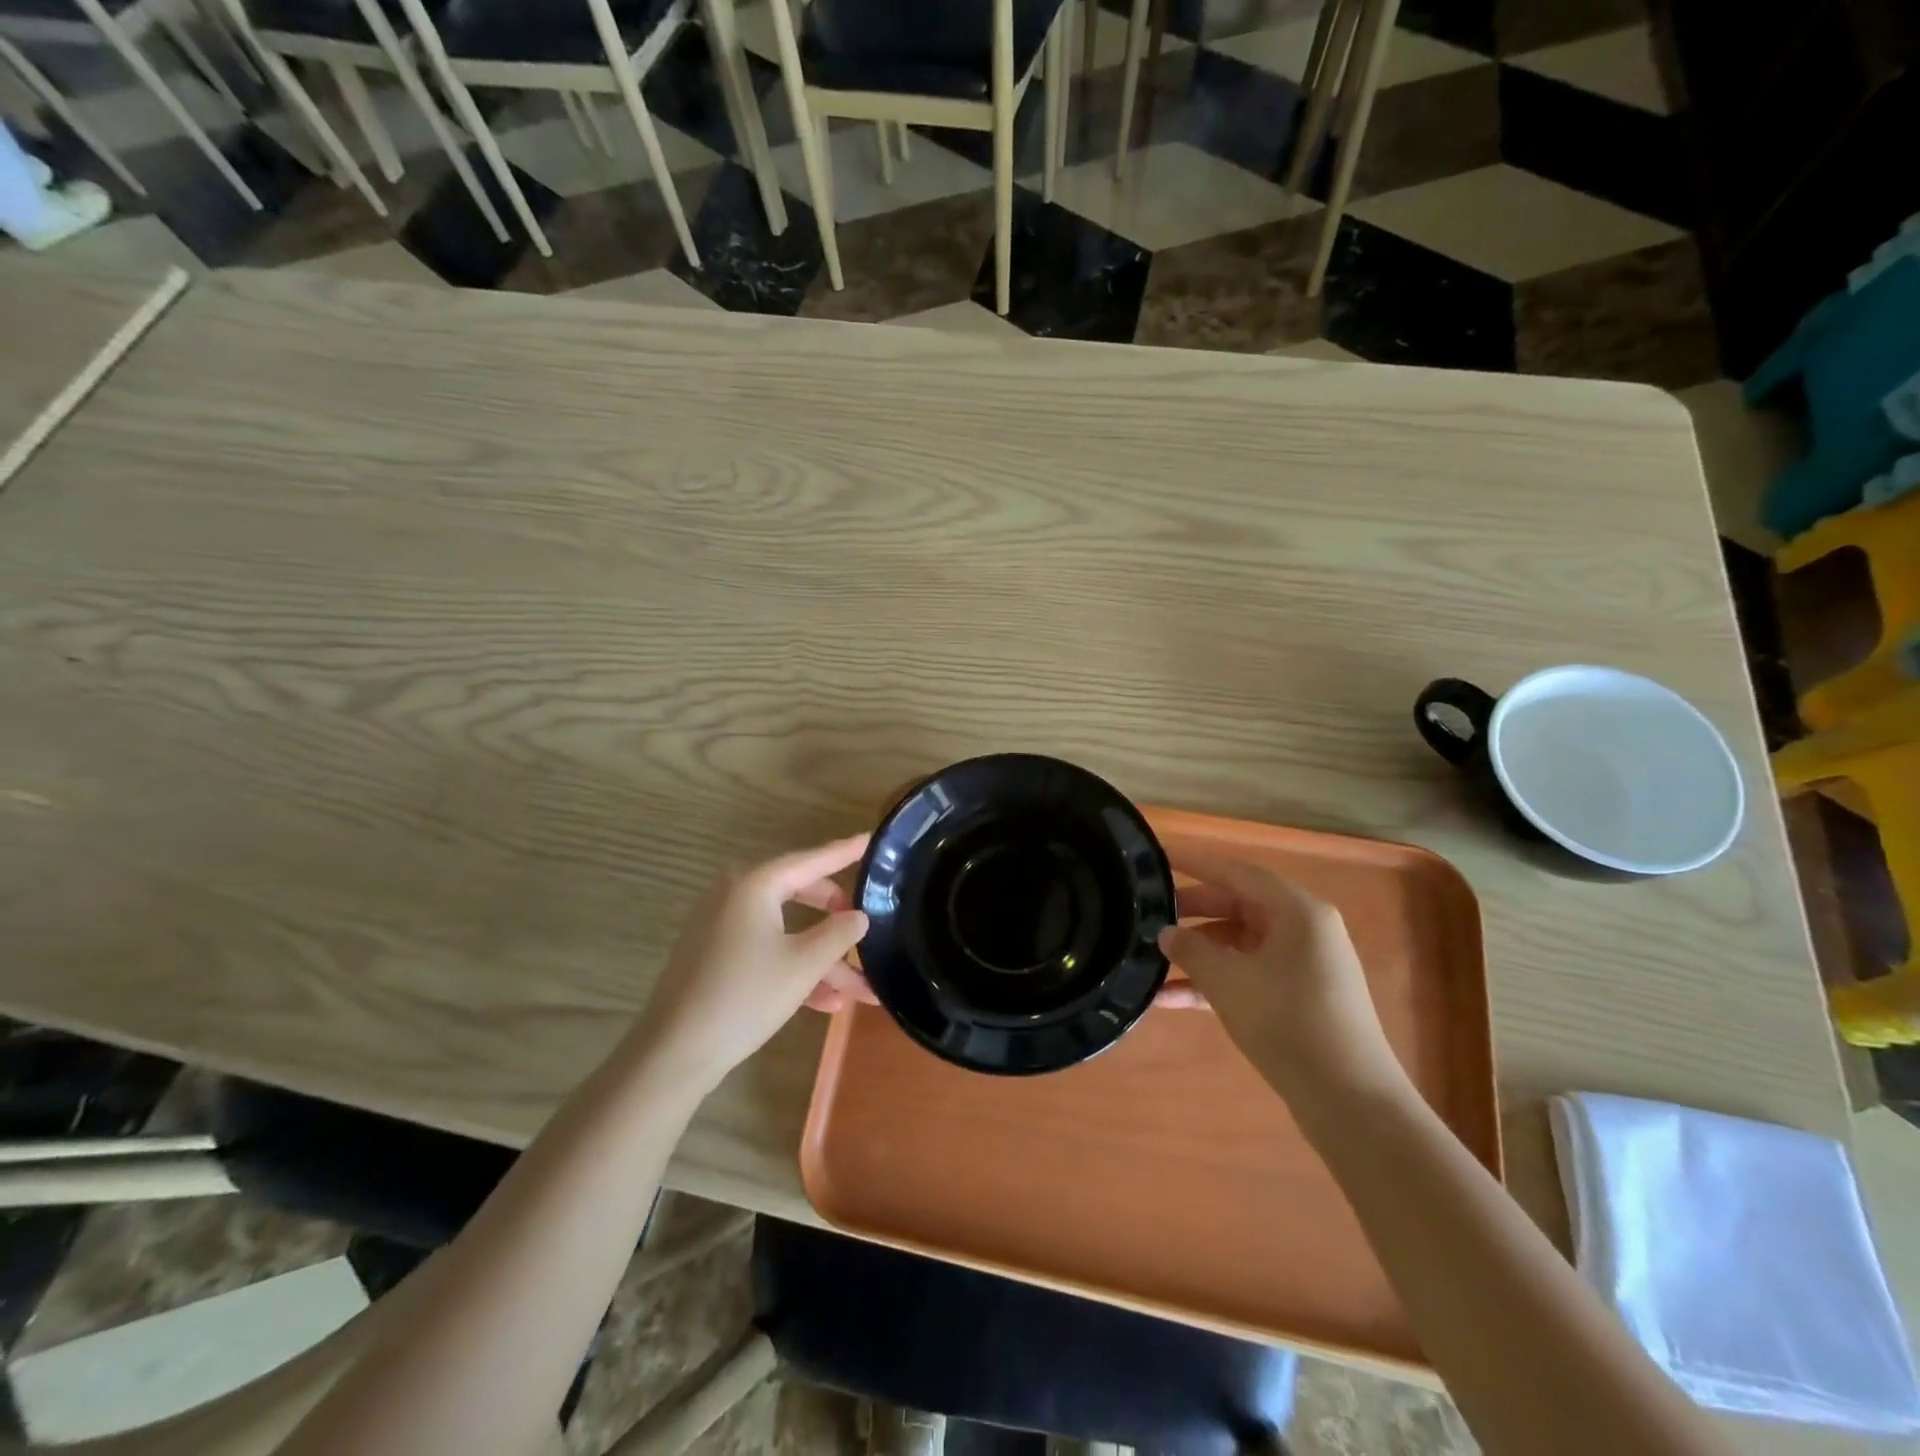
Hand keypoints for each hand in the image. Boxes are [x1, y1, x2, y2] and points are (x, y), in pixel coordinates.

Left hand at [627, 835, 870, 1088]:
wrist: (673, 1054)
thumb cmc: (744, 996)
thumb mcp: (804, 964)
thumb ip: (839, 934)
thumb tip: (858, 916)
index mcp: (754, 884)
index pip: (811, 860)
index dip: (845, 852)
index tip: (871, 839)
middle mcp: (735, 895)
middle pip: (800, 894)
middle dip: (837, 920)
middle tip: (865, 924)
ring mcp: (722, 927)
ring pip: (786, 931)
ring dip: (822, 959)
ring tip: (861, 990)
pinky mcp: (716, 956)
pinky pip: (766, 950)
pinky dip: (795, 969)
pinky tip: (827, 1003)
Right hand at [1165, 848, 1402, 1104]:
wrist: (1350, 1103)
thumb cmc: (1288, 1024)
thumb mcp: (1228, 982)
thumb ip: (1191, 950)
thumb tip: (1166, 933)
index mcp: (1298, 911)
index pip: (1237, 871)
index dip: (1195, 862)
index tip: (1157, 857)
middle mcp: (1304, 930)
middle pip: (1238, 905)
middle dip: (1192, 911)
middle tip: (1147, 913)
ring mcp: (1304, 966)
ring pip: (1240, 943)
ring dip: (1199, 952)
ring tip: (1152, 958)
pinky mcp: (1299, 998)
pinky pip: (1249, 975)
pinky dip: (1215, 981)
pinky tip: (1171, 999)